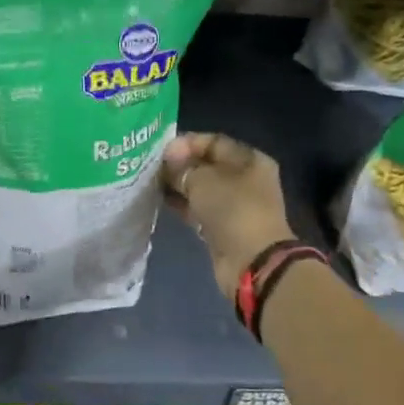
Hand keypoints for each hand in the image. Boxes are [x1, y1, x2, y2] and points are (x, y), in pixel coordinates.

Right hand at [162, 132, 294, 299]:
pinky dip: (183, 205)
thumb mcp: (202, 180)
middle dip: (180, 165)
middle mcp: (245, 179)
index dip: (186, 143)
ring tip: (152, 183)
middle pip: (206, 165)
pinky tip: (161, 201)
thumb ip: (182, 167)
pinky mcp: (224, 226)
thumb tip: (169, 161)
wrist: (252, 262)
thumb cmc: (232, 210)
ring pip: (201, 188)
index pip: (213, 142)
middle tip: (152, 168)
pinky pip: (199, 209)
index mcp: (249, 160)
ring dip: (179, 186)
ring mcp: (235, 204)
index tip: (161, 151)